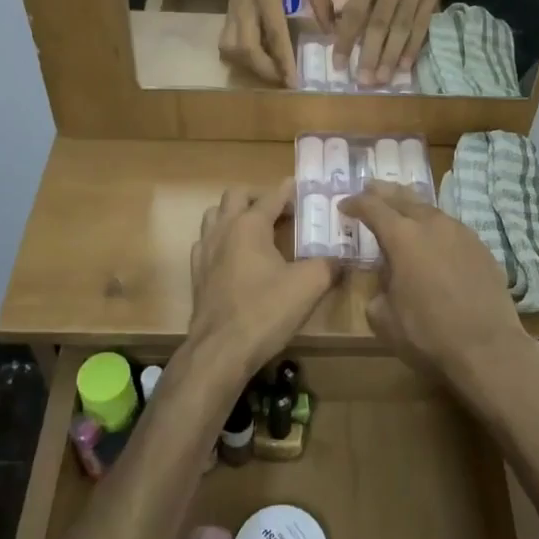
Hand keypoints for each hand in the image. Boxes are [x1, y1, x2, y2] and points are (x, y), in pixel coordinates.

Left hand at [189, 180, 338, 372]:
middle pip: (235, 196)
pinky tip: (235, 256)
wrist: (221, 350)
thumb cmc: (266, 311)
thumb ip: (329, 265)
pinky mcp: (196, 273)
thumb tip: (342, 259)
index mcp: (250, 225)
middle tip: (279, 210)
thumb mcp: (309, 286)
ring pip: (215, 215)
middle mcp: (224, 229)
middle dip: (258, 197)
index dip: (289, 191)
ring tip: (256, 229)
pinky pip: (206, 242)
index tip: (301, 187)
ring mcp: (205, 251)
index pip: (272, 196)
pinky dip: (221, 240)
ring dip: (235, 214)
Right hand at [222, 0, 332, 86]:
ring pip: (230, 48)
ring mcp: (233, 10)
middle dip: (264, 70)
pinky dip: (241, 56)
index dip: (283, 61)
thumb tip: (330, 32)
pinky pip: (228, 42)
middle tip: (283, 80)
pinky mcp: (229, 12)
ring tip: (271, 71)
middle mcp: (245, 4)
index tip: (293, 82)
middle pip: (245, 48)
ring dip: (249, 65)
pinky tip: (258, 58)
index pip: (274, 34)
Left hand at [337, 0, 441, 86]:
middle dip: (371, 56)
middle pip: (381, 24)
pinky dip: (413, 46)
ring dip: (392, 57)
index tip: (339, 63)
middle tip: (363, 82)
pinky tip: (405, 66)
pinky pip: (422, 24)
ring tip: (383, 80)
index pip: (357, 11)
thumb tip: (348, 22)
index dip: (347, 39)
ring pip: (402, 28)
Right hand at [340, 182, 530, 387]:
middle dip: (383, 192)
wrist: (488, 347)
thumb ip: (378, 290)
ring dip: (411, 206)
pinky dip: (435, 226)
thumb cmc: (428, 334)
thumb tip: (386, 282)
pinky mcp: (481, 247)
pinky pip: (451, 227)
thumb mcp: (385, 318)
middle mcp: (432, 224)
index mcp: (402, 237)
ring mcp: (460, 232)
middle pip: (403, 196)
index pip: (372, 207)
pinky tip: (434, 238)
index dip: (355, 204)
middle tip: (370, 188)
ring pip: (430, 209)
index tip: (344, 206)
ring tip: (402, 209)